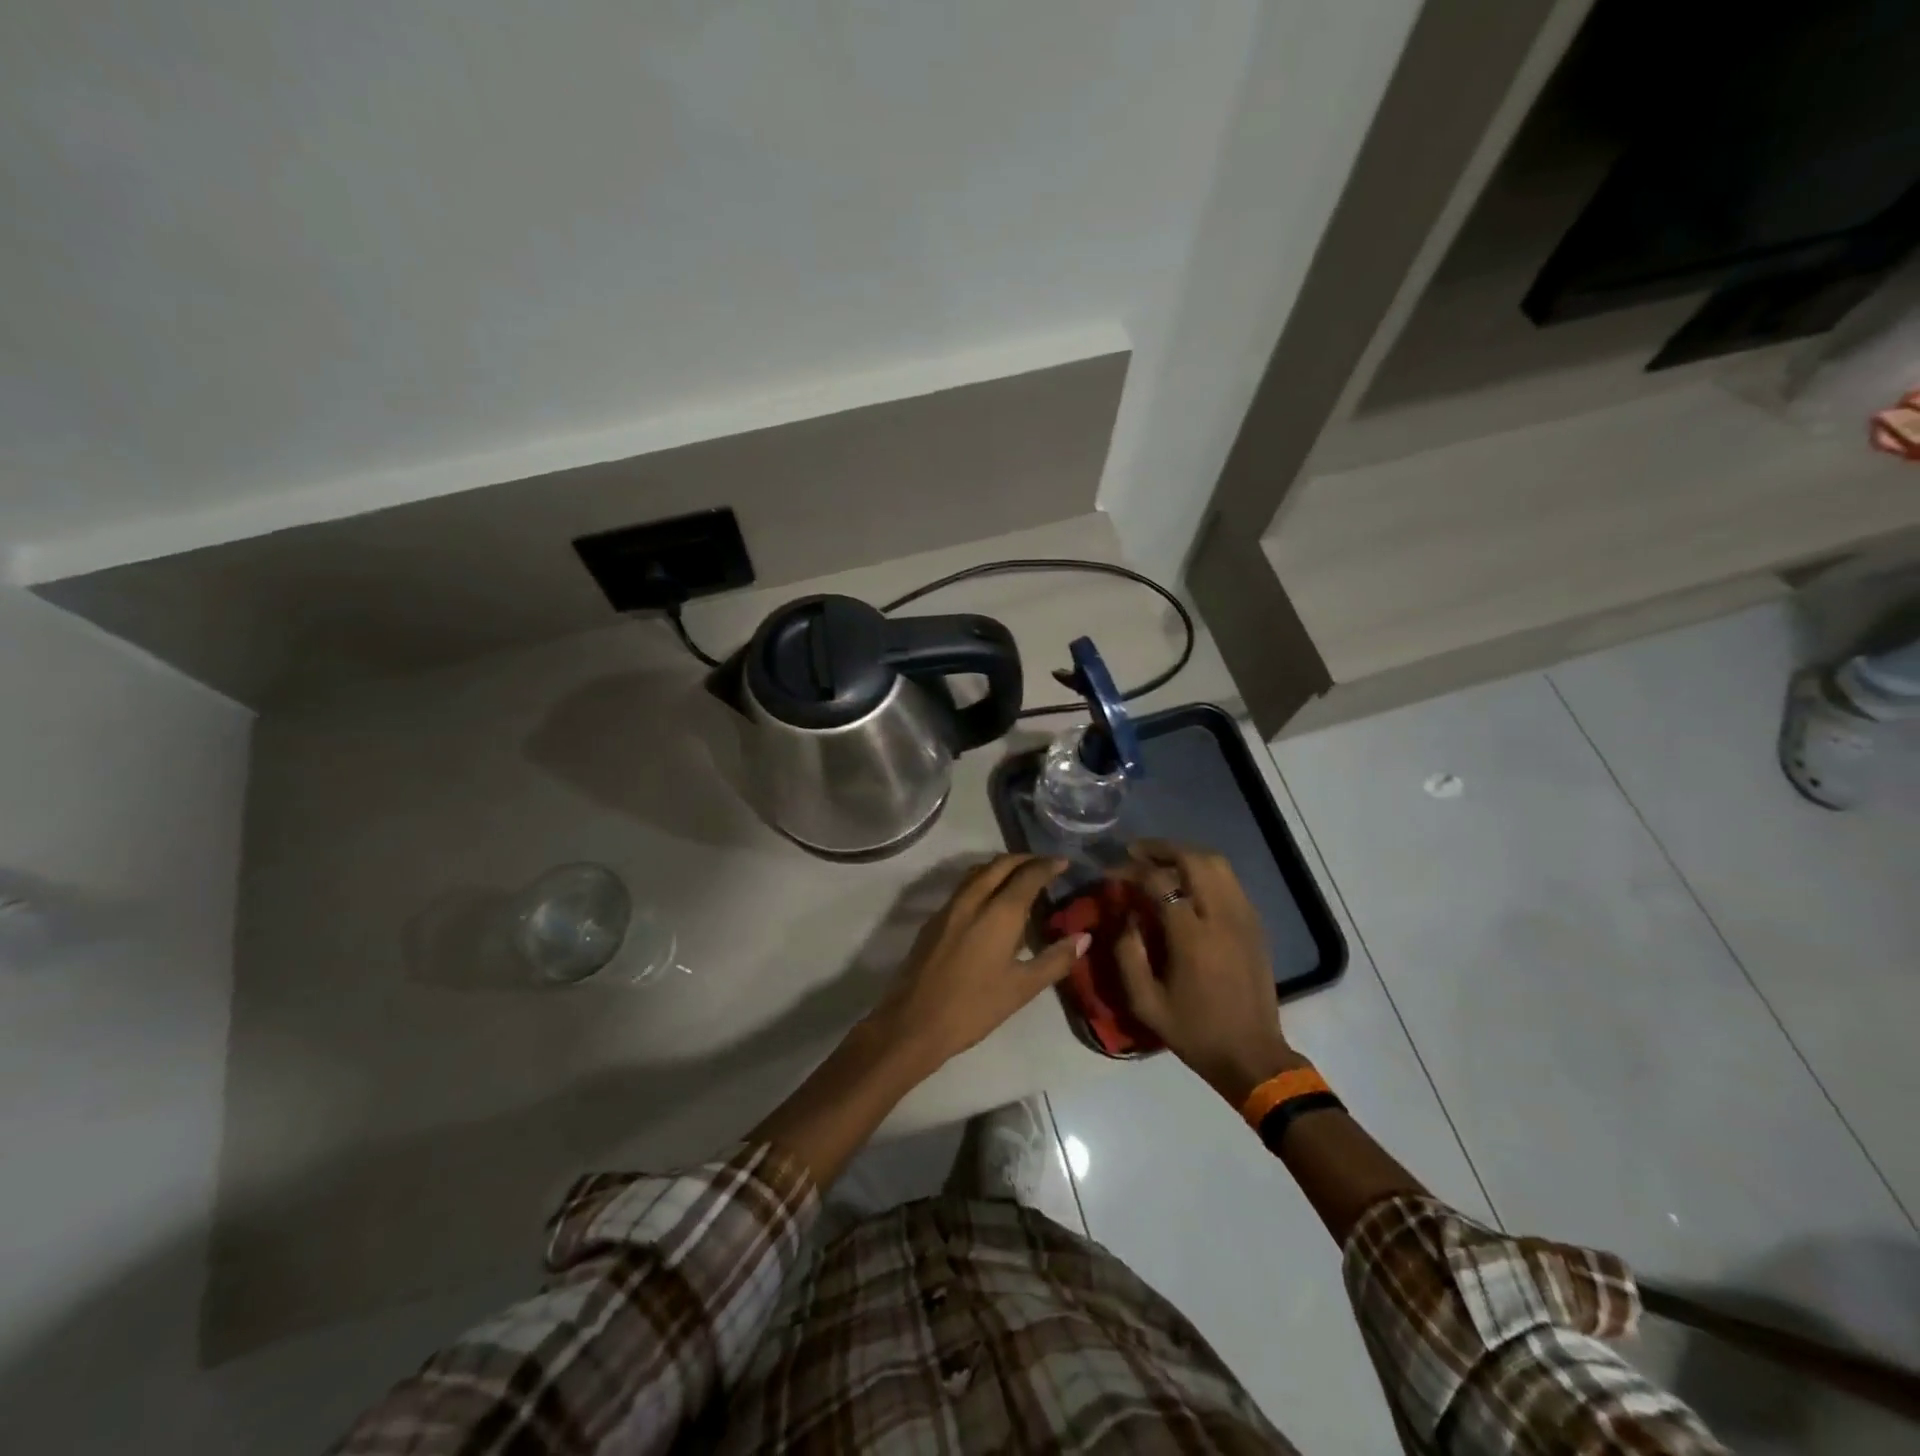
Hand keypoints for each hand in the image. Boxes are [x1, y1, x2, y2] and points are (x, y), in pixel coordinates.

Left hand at [868, 855, 1087, 1072]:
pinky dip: (984, 880)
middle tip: (1045, 865)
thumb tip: (1084, 937)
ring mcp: (950, 907)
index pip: (1028, 875)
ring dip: (1002, 866)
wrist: (914, 1022)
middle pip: (1001, 864)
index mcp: (999, 912)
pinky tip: (991, 901)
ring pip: (979, 871)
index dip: (1048, 865)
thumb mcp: (1022, 988)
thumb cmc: (974, 1007)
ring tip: (1021, 878)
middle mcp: (973, 899)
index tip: (1064, 862)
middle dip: (1025, 859)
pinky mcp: (934, 919)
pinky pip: (964, 886)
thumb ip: (1055, 959)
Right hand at [1115, 840, 1303, 1105]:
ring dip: (1185, 854)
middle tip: (1135, 852)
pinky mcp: (1255, 924)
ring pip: (1217, 863)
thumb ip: (1127, 953)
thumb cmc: (1194, 1031)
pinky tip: (1187, 881)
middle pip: (1194, 859)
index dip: (1131, 870)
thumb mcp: (1145, 1002)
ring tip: (1159, 860)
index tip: (1111, 872)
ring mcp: (1244, 917)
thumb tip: (1124, 914)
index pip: (1159, 882)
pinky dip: (1205, 869)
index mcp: (1192, 937)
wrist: (1252, 1055)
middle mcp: (1222, 917)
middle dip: (1161, 848)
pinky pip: (1230, 880)